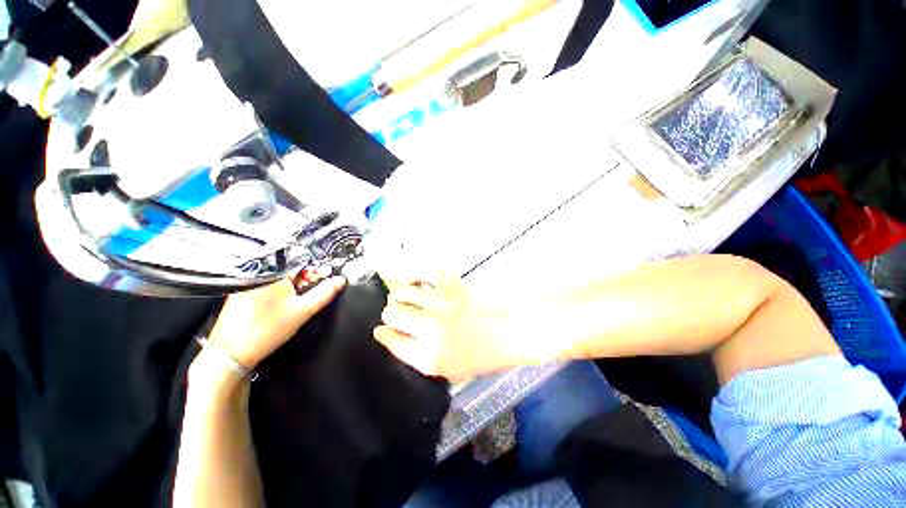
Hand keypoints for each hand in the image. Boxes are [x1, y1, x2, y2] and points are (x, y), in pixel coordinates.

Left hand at [208, 277, 345, 368]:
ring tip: (297, 300)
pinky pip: (265, 284)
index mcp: (273, 272)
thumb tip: (340, 280)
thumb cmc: (269, 329)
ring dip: (292, 285)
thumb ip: (325, 292)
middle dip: (305, 278)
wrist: (231, 353)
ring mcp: (246, 283)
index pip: (302, 261)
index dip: (316, 270)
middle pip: (289, 269)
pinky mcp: (240, 293)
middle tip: (311, 292)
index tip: (324, 279)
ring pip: (277, 277)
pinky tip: (280, 304)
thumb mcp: (304, 310)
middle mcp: (257, 273)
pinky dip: (277, 290)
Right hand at [373, 272, 512, 380]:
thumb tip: (392, 335)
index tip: (382, 329)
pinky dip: (414, 274)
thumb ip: (419, 356)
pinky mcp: (452, 283)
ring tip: (407, 297)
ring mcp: (441, 303)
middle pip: (391, 314)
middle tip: (400, 314)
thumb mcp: (449, 370)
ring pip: (402, 292)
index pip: (390, 340)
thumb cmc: (483, 354)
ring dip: (401, 296)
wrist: (512, 331)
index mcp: (428, 357)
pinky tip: (415, 279)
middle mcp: (430, 329)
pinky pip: (422, 272)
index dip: (384, 333)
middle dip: (392, 315)